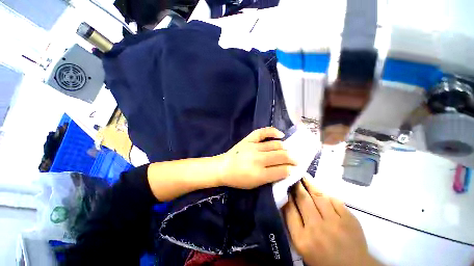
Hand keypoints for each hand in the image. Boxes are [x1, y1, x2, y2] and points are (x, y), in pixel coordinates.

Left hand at [217, 127, 296, 188]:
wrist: (223, 167)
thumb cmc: (239, 179)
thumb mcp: (255, 184)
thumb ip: (271, 178)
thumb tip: (285, 170)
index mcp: (260, 174)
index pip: (282, 170)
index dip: (291, 169)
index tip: (295, 168)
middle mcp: (258, 159)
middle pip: (281, 156)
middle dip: (293, 158)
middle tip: (297, 159)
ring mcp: (253, 146)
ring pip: (275, 145)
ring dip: (286, 148)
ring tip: (290, 150)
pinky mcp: (249, 139)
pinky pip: (263, 132)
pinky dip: (273, 131)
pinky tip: (280, 134)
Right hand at [283, 178, 379, 265]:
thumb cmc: (322, 259)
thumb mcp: (302, 246)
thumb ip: (294, 224)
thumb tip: (288, 201)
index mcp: (302, 239)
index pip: (289, 210)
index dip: (286, 195)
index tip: (285, 187)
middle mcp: (317, 229)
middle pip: (303, 199)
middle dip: (297, 186)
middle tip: (293, 176)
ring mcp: (335, 223)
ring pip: (318, 196)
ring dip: (309, 184)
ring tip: (304, 176)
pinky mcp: (350, 220)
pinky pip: (334, 200)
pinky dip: (326, 195)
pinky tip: (322, 193)